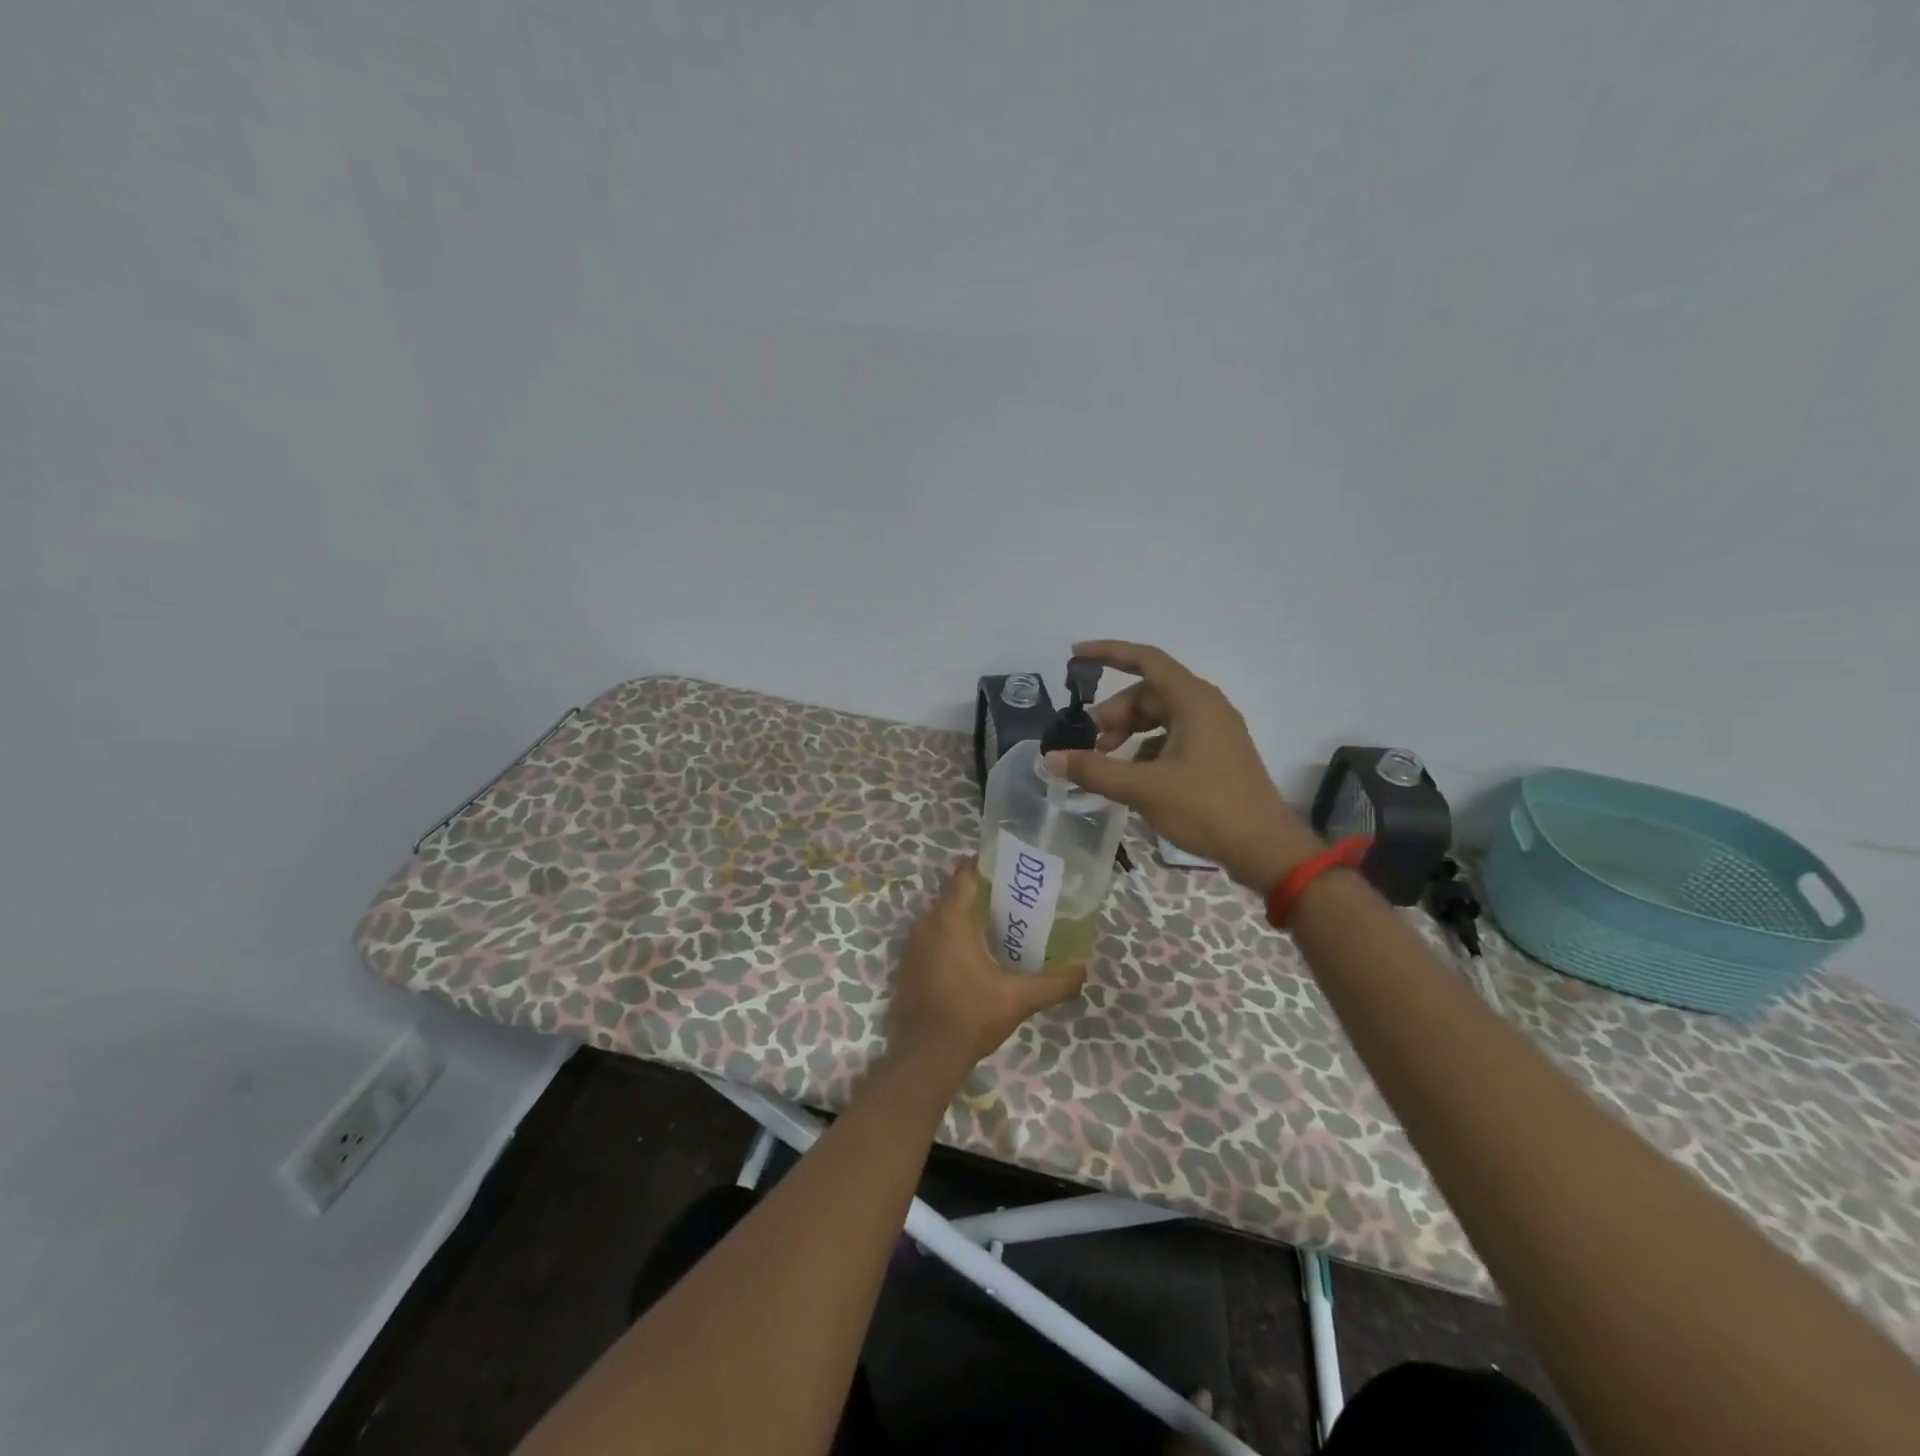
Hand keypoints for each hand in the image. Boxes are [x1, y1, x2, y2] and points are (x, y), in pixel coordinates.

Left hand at [886, 863, 1086, 1079]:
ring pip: (941, 918)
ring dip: (964, 918)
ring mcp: (911, 945)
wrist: (925, 1056)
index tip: (1009, 867)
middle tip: (1013, 900)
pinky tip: (971, 956)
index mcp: (950, 918)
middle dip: (981, 894)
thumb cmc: (972, 1015)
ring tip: (996, 926)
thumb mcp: (1019, 998)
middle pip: (954, 896)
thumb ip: (1055, 982)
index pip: (965, 874)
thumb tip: (1084, 967)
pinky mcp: (906, 966)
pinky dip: (948, 940)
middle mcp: (925, 923)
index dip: (986, 865)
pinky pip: (930, 939)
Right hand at [1044, 640, 1321, 893]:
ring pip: (1159, 718)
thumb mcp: (1144, 788)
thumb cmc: (1207, 808)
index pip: (1145, 660)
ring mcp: (1213, 732)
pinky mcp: (1216, 756)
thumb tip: (1052, 758)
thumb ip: (1095, 770)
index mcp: (1193, 701)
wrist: (1265, 849)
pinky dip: (1146, 750)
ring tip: (1105, 761)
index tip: (1075, 656)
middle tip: (1087, 741)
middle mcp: (1205, 707)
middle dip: (1113, 713)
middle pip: (1148, 694)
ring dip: (1128, 733)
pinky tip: (1131, 778)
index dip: (1108, 653)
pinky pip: (1172, 739)